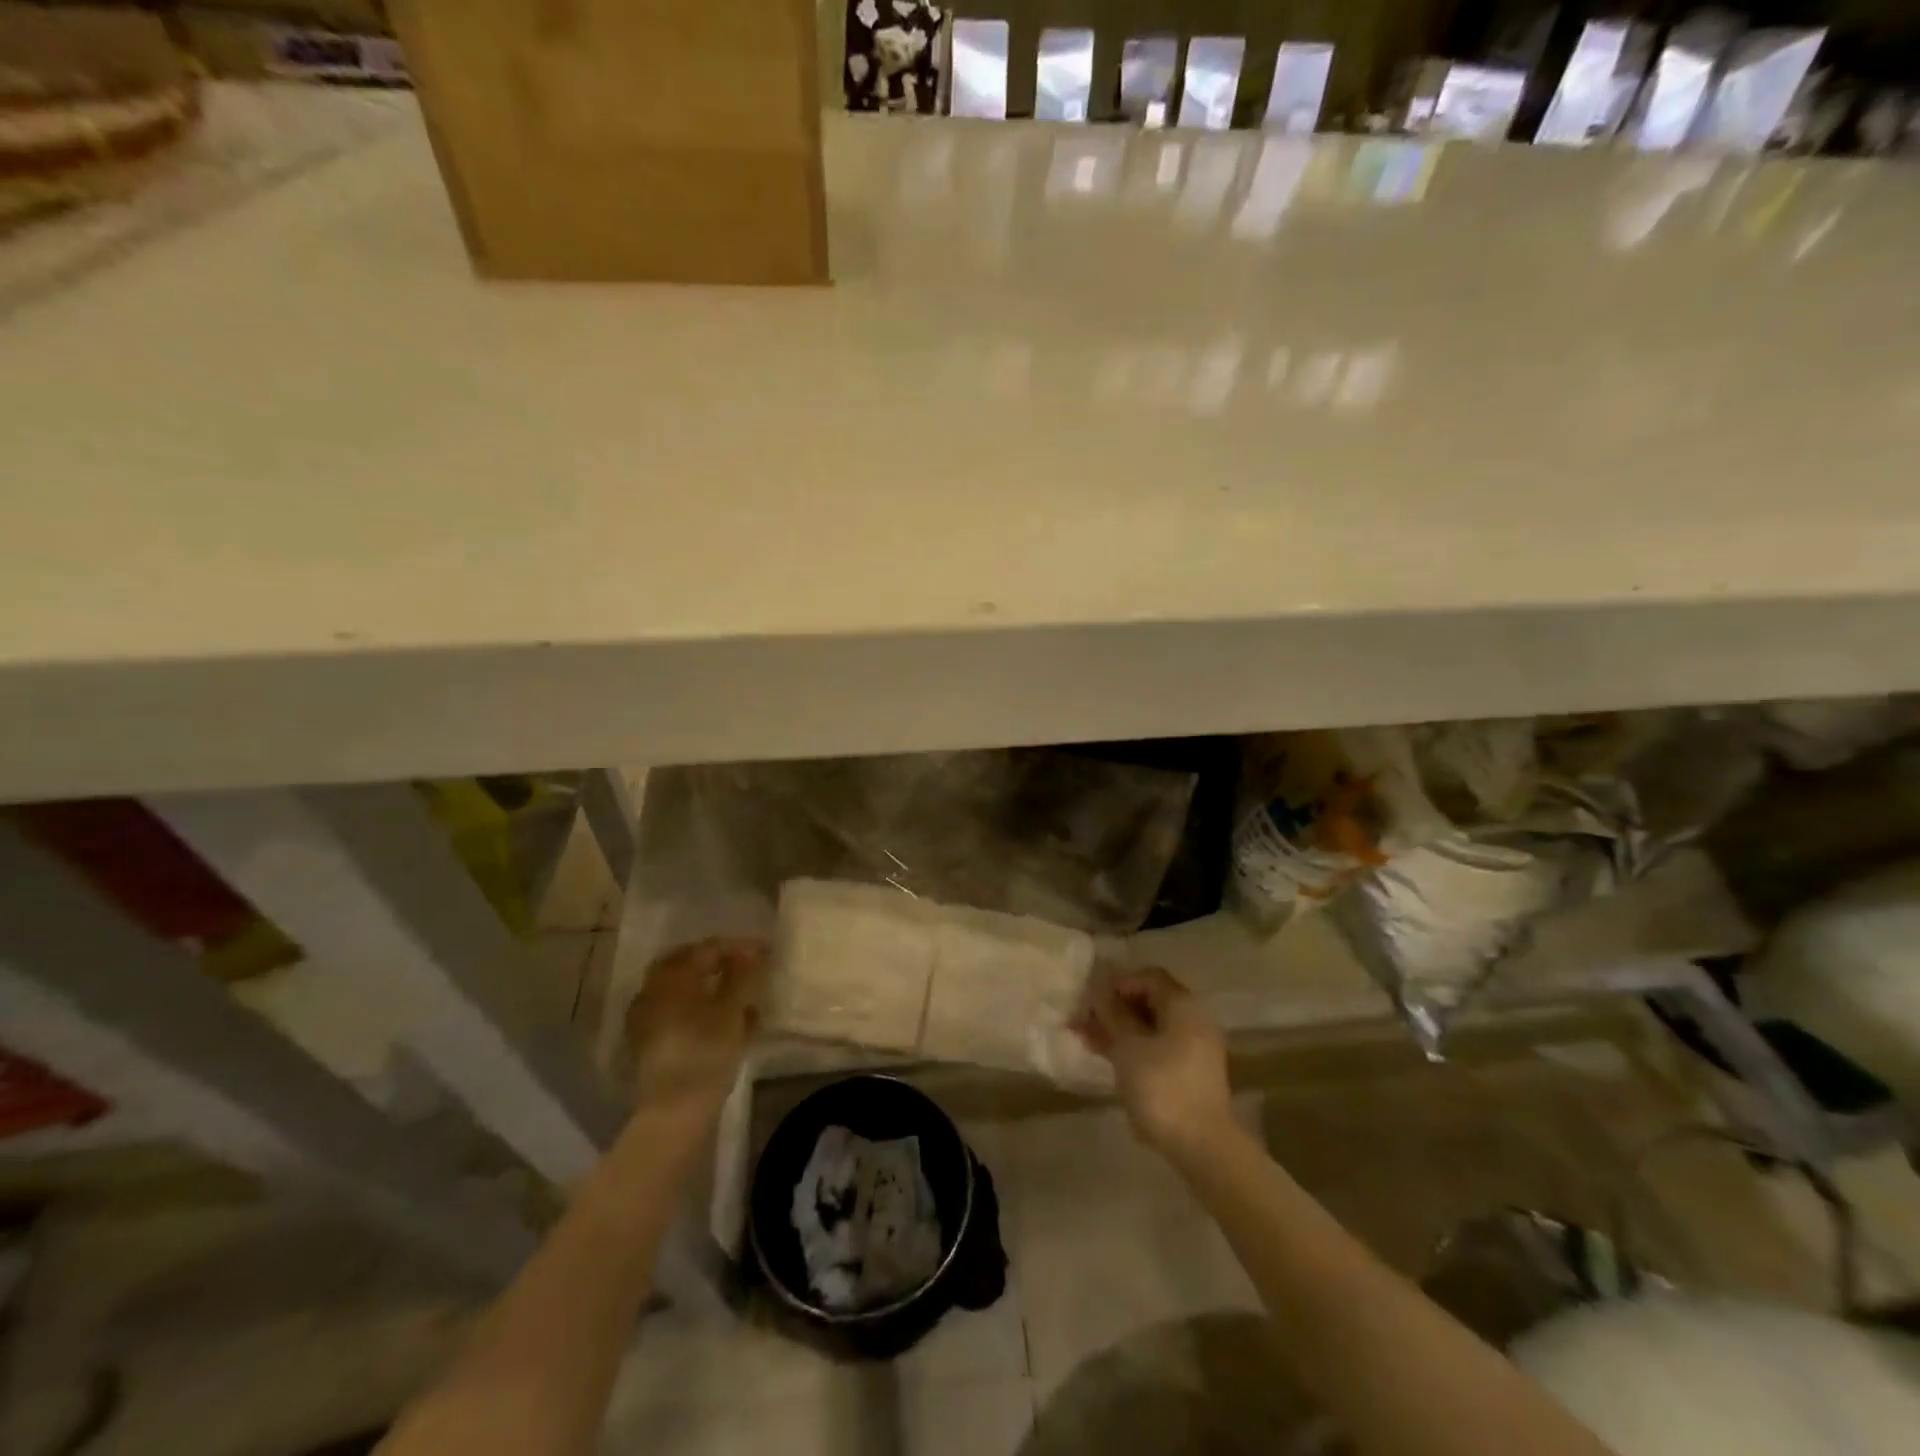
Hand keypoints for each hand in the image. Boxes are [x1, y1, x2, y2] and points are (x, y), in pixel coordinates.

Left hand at [624, 938, 765, 1118]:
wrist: (675, 1110)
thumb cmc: (706, 1052)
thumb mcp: (731, 1010)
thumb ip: (742, 975)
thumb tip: (751, 951)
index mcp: (672, 976)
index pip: (707, 948)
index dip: (738, 947)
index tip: (764, 952)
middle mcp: (653, 990)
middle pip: (687, 963)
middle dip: (716, 961)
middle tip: (745, 966)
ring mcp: (646, 1017)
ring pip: (680, 988)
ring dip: (706, 984)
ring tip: (736, 993)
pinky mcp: (647, 1042)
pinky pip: (674, 1010)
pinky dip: (696, 1006)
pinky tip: (720, 1019)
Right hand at [1074, 967, 1232, 1155]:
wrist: (1202, 1146)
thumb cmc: (1162, 1086)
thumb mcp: (1128, 1047)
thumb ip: (1112, 1014)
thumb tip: (1098, 991)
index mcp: (1183, 1005)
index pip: (1147, 977)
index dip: (1116, 983)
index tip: (1091, 1000)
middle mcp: (1193, 1019)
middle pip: (1149, 1001)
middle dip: (1114, 1008)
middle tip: (1083, 1020)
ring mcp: (1194, 1047)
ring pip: (1150, 1027)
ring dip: (1119, 1029)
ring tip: (1086, 1038)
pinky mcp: (1190, 1073)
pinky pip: (1157, 1047)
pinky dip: (1133, 1047)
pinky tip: (1107, 1057)